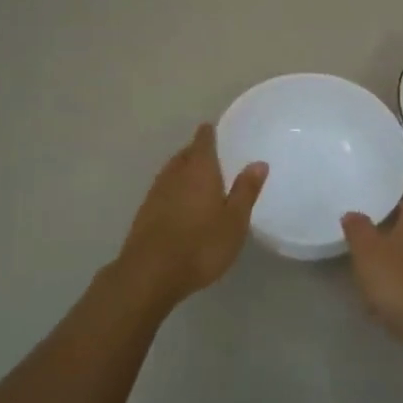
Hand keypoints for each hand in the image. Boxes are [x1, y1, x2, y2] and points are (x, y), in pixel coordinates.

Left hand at [114, 124, 266, 310]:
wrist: (150, 273)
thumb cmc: (201, 245)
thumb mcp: (234, 221)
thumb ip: (245, 191)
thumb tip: (258, 162)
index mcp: (199, 170)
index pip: (203, 141)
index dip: (209, 133)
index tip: (214, 129)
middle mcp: (174, 174)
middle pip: (185, 154)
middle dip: (196, 151)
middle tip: (211, 154)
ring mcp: (155, 193)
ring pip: (172, 172)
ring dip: (183, 170)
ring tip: (197, 177)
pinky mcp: (144, 213)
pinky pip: (163, 190)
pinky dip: (174, 190)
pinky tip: (180, 203)